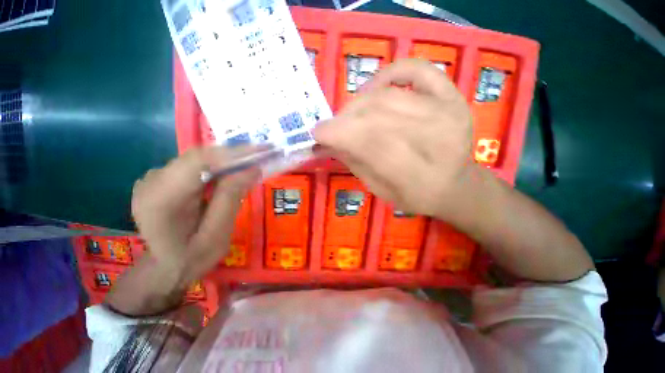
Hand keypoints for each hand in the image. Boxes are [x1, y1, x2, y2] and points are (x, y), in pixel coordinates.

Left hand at [131, 146, 259, 282]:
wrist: (165, 267)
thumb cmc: (192, 258)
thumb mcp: (218, 233)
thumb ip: (231, 198)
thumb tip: (252, 169)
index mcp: (161, 199)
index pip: (198, 161)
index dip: (233, 152)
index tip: (262, 150)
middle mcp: (152, 182)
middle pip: (198, 157)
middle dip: (234, 155)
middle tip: (263, 155)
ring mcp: (154, 179)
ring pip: (198, 159)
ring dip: (227, 160)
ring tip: (252, 163)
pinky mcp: (162, 179)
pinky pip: (194, 166)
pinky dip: (217, 167)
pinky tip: (232, 174)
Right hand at [314, 59, 472, 216]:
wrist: (456, 184)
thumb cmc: (415, 195)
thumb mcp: (380, 190)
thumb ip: (355, 163)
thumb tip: (327, 142)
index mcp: (420, 176)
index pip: (373, 145)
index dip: (340, 134)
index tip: (317, 133)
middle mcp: (438, 139)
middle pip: (378, 116)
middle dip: (345, 119)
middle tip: (332, 127)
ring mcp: (449, 111)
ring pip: (389, 95)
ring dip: (358, 103)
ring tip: (348, 115)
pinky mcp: (452, 94)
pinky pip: (416, 69)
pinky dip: (388, 74)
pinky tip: (373, 90)